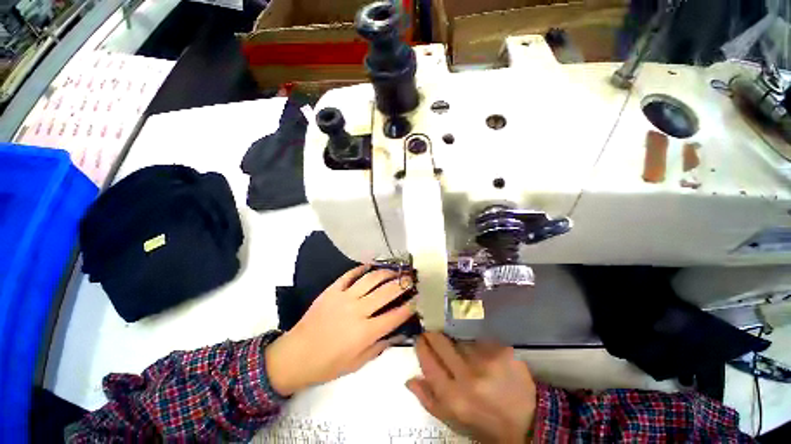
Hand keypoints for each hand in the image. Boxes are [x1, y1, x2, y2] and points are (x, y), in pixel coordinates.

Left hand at [266, 265, 414, 395]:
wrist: (295, 355)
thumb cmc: (327, 364)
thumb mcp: (357, 364)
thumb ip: (378, 347)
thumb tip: (395, 334)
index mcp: (365, 332)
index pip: (395, 316)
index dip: (409, 306)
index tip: (417, 299)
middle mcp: (358, 311)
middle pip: (386, 292)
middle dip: (403, 284)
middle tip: (411, 279)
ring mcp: (344, 297)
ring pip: (371, 279)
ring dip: (386, 273)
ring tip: (395, 271)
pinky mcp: (332, 290)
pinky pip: (350, 274)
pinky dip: (362, 268)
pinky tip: (370, 265)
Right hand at [407, 332, 536, 443]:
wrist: (529, 421)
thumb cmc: (485, 422)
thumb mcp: (454, 421)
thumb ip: (429, 401)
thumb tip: (409, 379)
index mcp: (454, 397)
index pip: (428, 361)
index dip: (421, 346)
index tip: (420, 339)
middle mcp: (468, 376)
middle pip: (441, 342)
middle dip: (433, 335)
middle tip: (433, 334)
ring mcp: (487, 360)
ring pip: (460, 340)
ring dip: (456, 343)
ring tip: (462, 352)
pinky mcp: (502, 350)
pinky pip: (479, 340)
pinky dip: (476, 344)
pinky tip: (482, 355)